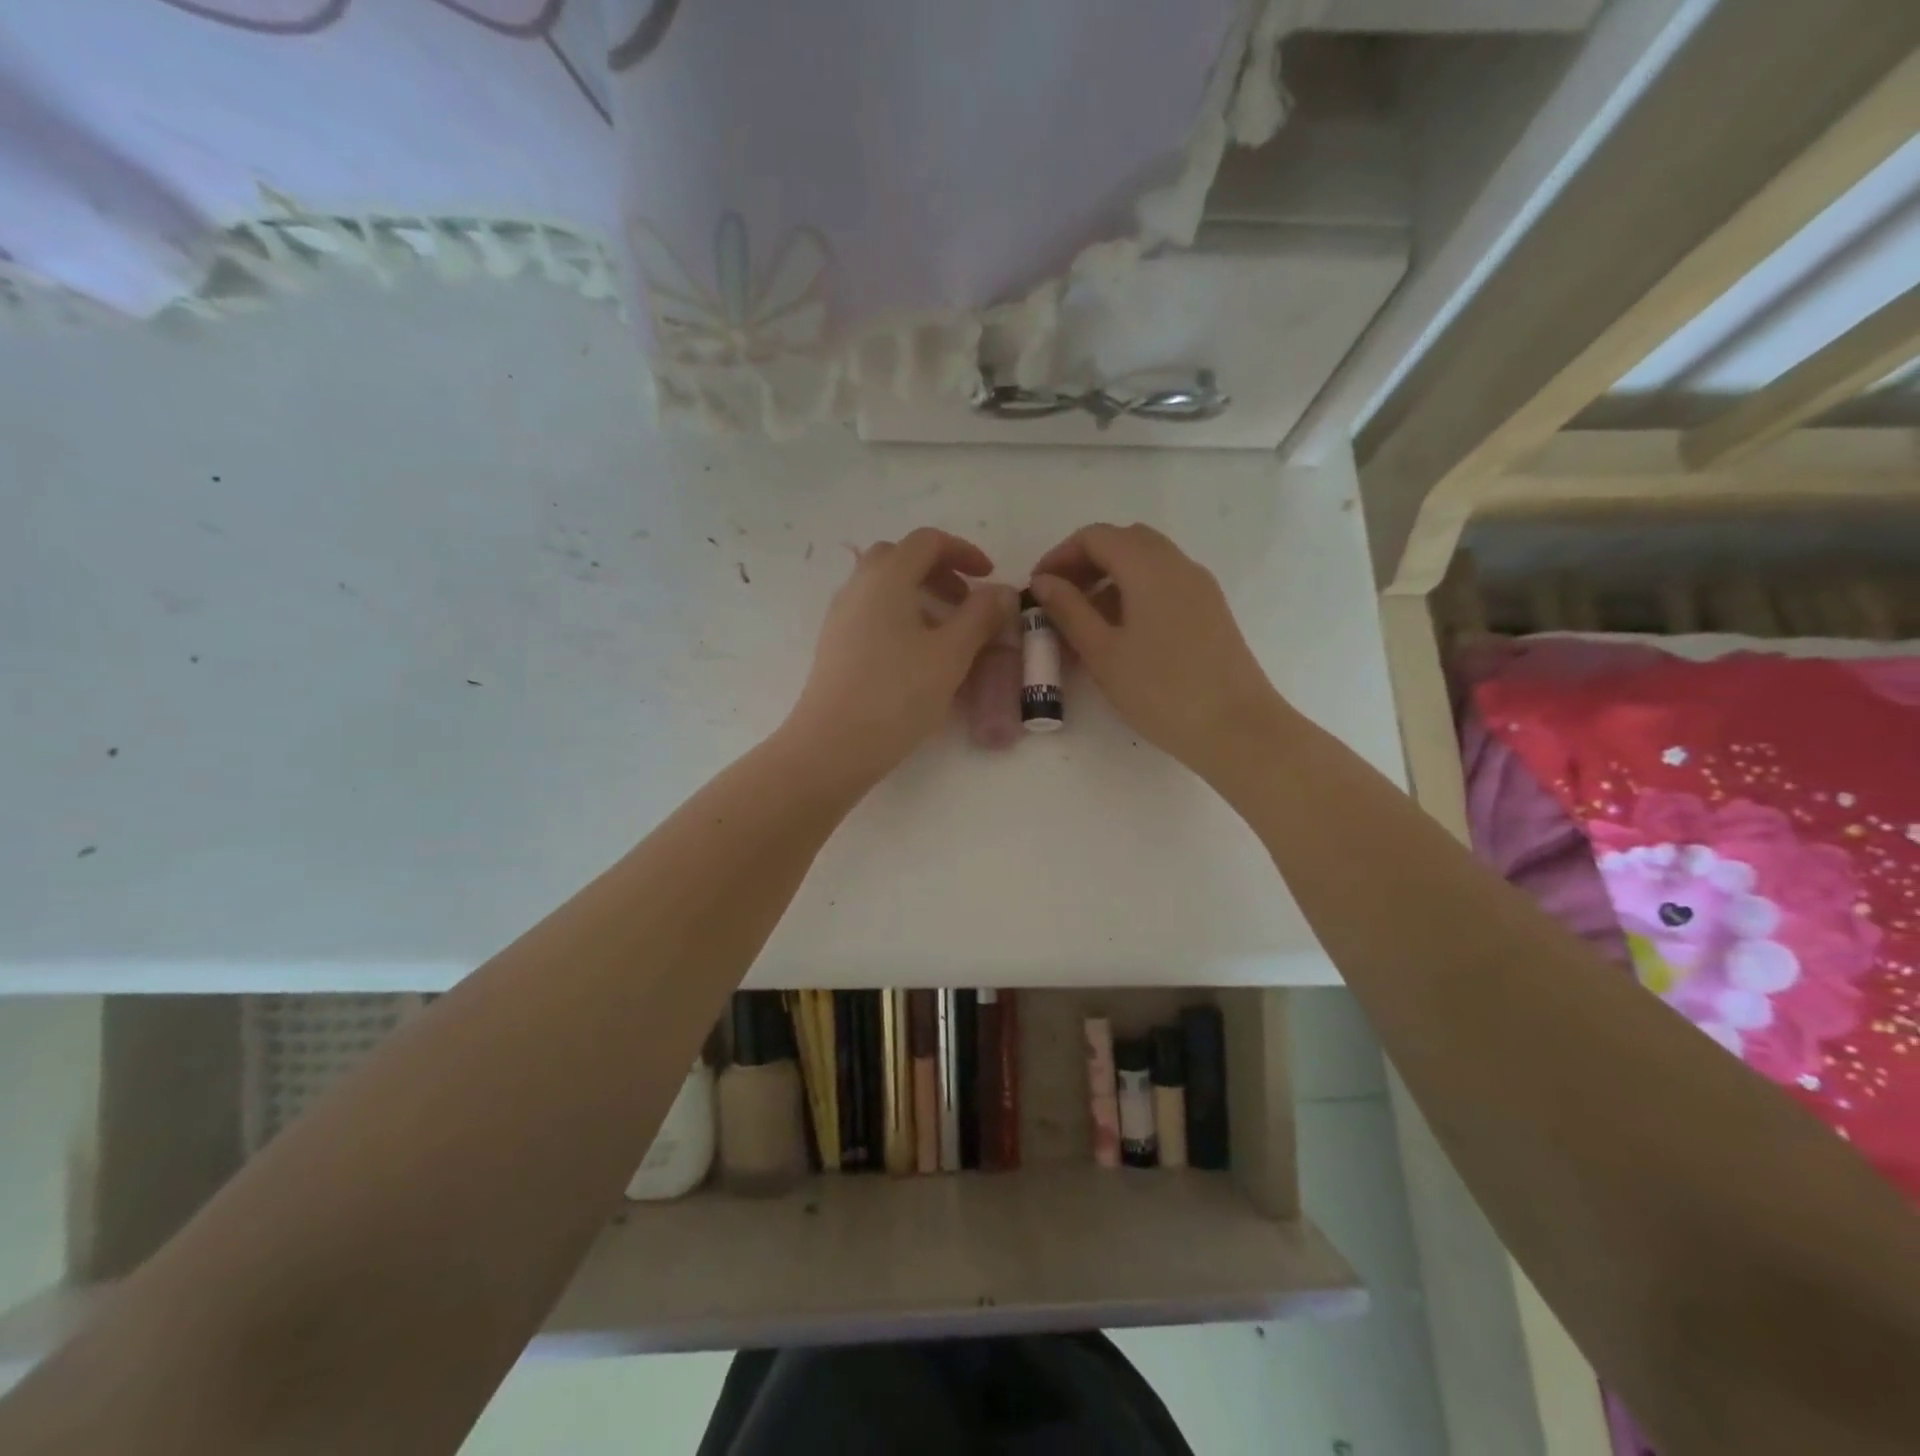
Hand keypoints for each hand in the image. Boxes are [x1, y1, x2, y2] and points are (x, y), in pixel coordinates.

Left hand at [785, 527, 1016, 780]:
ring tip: (948, 632)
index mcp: (886, 577)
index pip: (927, 541)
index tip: (988, 577)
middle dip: (938, 571)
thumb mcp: (951, 654)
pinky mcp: (835, 646)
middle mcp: (857, 587)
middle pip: (900, 558)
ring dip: (919, 595)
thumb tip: (1000, 591)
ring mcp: (841, 617)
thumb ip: (980, 616)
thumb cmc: (897, 694)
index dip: (963, 551)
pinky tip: (918, 657)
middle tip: (965, 601)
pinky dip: (901, 617)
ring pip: (884, 587)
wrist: (833, 745)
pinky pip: (872, 614)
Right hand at [1029, 523, 1286, 778]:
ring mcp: (1200, 587)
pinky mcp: (1210, 610)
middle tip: (1059, 599)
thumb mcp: (1103, 653)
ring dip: (1110, 579)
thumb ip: (1069, 610)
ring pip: (1146, 563)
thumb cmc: (1161, 691)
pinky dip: (1134, 593)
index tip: (1038, 587)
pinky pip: (1164, 584)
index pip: (1096, 536)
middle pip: (1124, 542)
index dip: (1060, 555)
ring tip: (1084, 622)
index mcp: (1149, 567)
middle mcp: (1178, 565)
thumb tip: (1043, 582)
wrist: (1236, 728)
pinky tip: (1120, 634)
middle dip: (1086, 563)